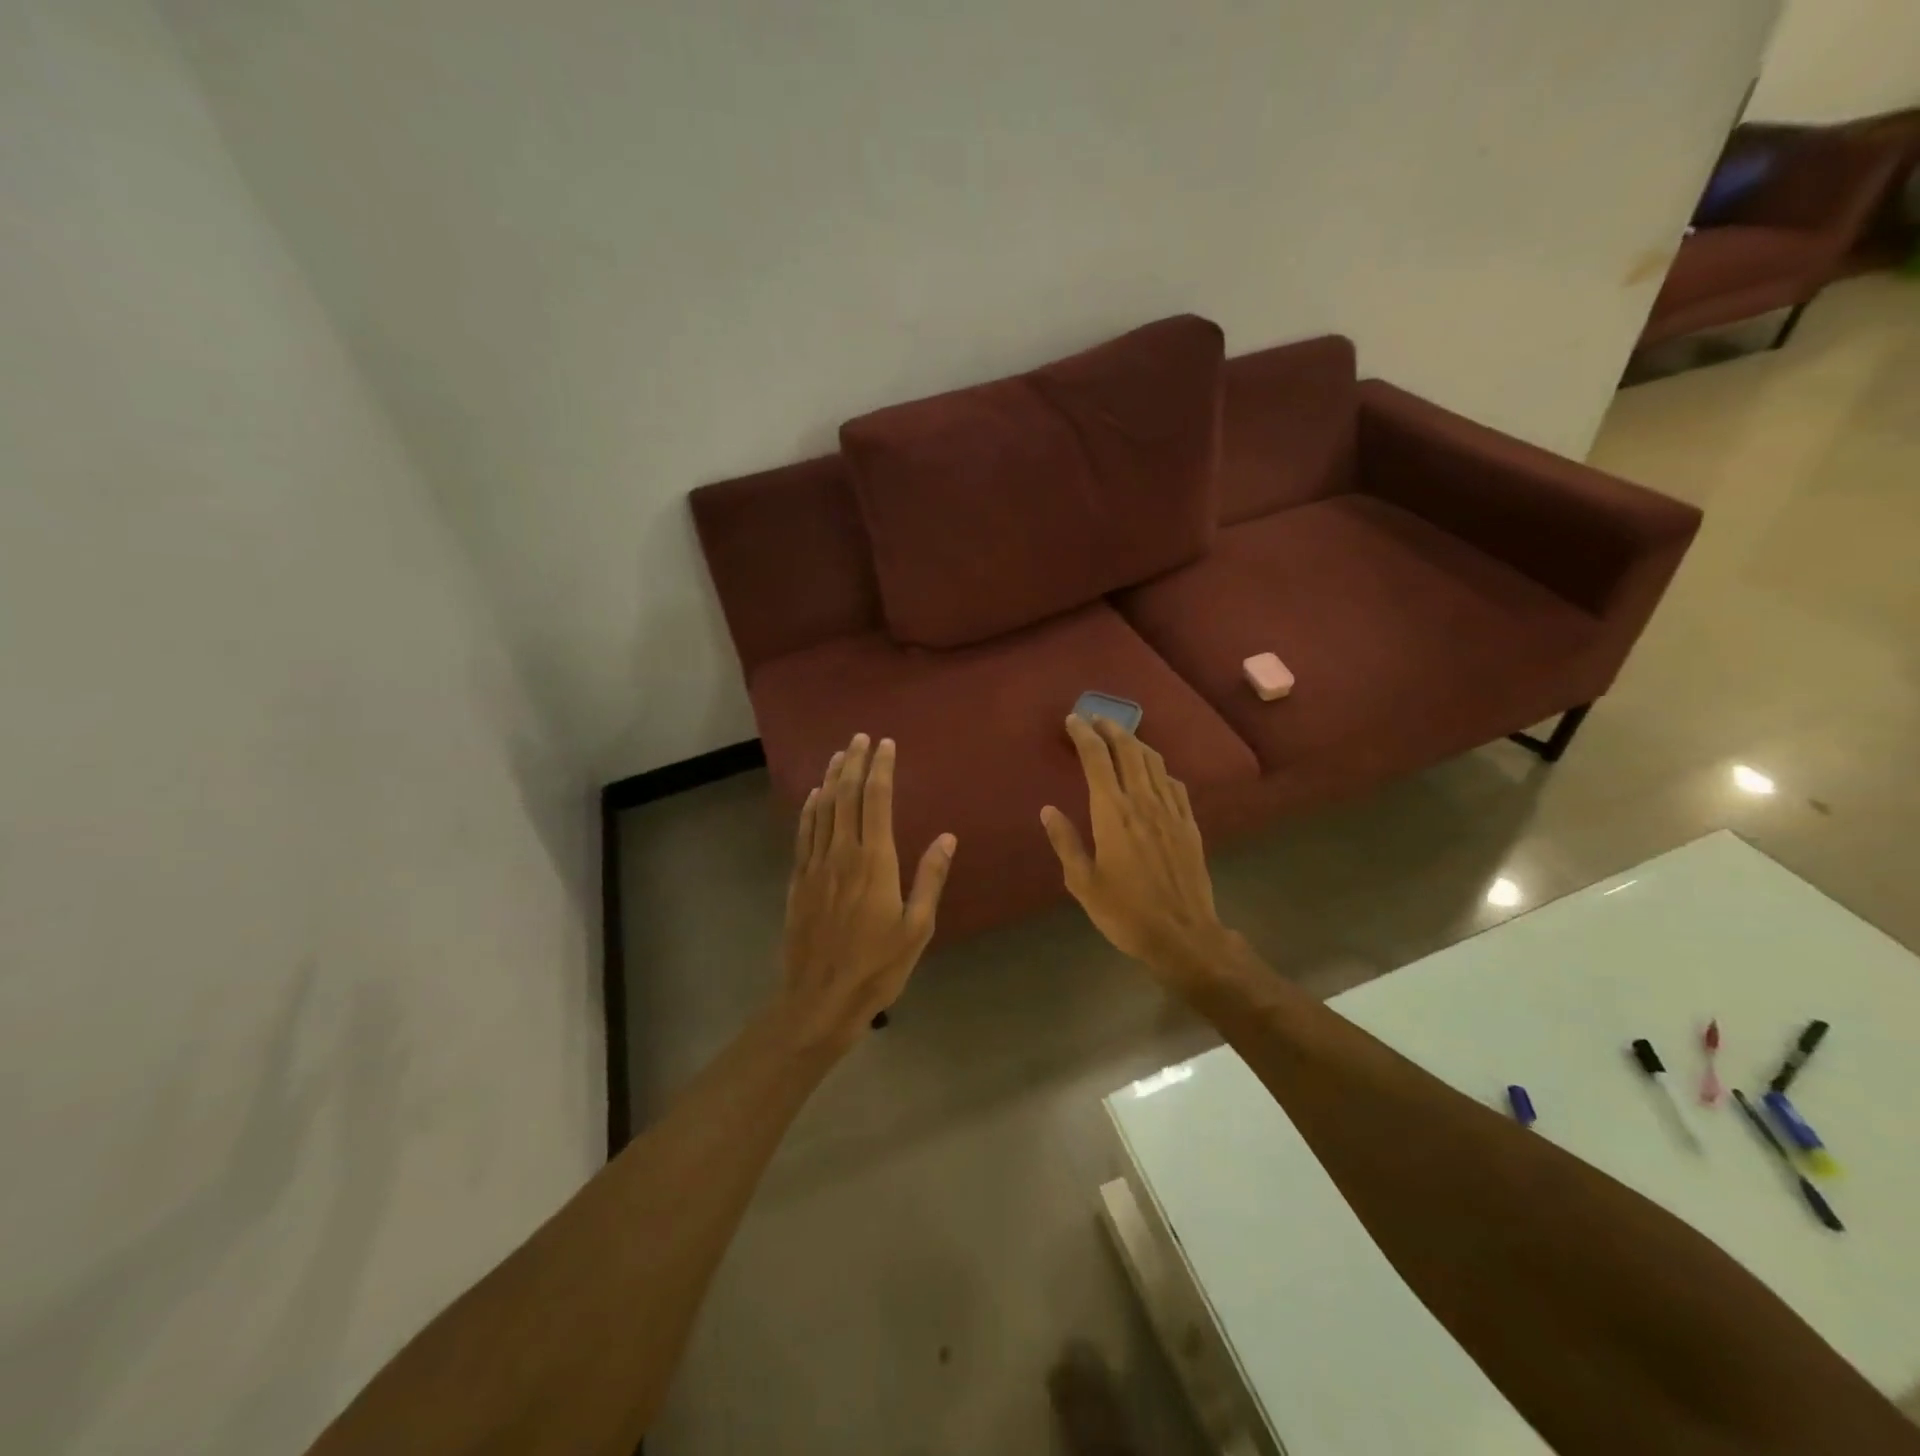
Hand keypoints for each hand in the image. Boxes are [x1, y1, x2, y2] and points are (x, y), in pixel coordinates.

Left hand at [782, 733, 955, 1045]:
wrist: (820, 998)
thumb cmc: (878, 966)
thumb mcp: (917, 927)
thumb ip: (930, 879)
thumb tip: (946, 838)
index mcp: (875, 861)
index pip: (877, 801)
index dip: (881, 769)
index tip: (886, 744)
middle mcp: (843, 853)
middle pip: (847, 796)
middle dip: (855, 763)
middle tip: (860, 737)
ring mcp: (816, 866)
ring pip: (823, 810)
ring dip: (832, 778)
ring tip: (839, 754)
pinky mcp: (799, 881)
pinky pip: (804, 835)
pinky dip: (810, 810)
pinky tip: (814, 796)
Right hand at [1041, 716, 1232, 984]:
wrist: (1183, 935)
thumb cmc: (1125, 912)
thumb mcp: (1083, 883)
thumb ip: (1065, 842)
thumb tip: (1048, 810)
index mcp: (1112, 813)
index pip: (1097, 760)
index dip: (1084, 735)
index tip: (1073, 720)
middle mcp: (1143, 802)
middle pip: (1129, 751)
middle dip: (1111, 729)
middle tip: (1096, 719)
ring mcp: (1171, 811)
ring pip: (1154, 762)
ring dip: (1135, 743)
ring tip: (1121, 737)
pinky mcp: (1189, 824)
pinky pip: (1173, 784)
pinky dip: (1158, 769)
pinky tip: (1154, 774)